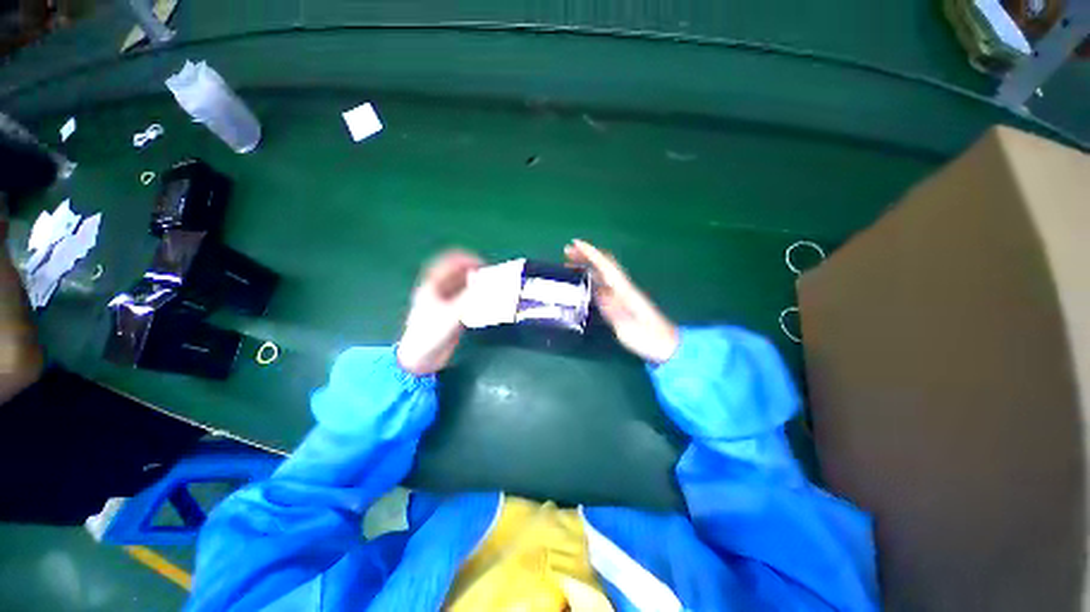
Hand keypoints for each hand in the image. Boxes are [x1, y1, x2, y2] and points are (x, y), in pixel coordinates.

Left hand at [397, 250, 482, 375]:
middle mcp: (438, 292)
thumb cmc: (431, 333)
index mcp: (432, 286)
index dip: (464, 259)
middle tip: (489, 275)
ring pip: (461, 287)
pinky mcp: (450, 315)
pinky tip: (485, 300)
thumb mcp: (452, 314)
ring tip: (490, 286)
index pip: (447, 264)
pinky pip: (465, 299)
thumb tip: (489, 285)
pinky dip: (475, 297)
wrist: (421, 358)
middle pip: (456, 274)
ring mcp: (444, 303)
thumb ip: (471, 298)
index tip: (481, 262)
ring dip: (475, 284)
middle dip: (473, 272)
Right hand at [565, 239, 678, 363]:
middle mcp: (624, 287)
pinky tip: (585, 281)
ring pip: (604, 272)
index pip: (605, 266)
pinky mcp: (624, 301)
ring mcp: (625, 294)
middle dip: (586, 254)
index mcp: (624, 290)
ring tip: (570, 263)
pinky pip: (605, 282)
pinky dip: (592, 276)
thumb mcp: (628, 326)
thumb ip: (612, 308)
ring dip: (588, 264)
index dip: (590, 253)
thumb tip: (598, 290)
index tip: (574, 243)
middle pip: (604, 264)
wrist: (667, 345)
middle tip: (567, 251)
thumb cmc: (648, 337)